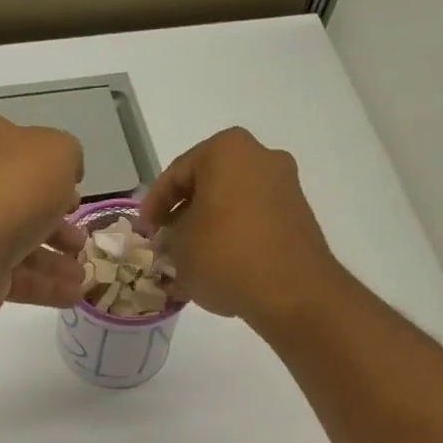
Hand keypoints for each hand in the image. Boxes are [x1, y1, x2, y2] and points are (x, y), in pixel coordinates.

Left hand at [0, 109, 86, 316]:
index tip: (76, 194)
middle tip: (80, 241)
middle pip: (18, 202)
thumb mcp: (56, 153)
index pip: (17, 149)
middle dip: (56, 224)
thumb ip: (68, 156)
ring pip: (17, 243)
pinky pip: (12, 277)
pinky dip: (43, 286)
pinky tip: (73, 295)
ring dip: (54, 260)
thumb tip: (66, 175)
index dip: (50, 171)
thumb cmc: (10, 188)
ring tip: (81, 275)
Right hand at [140, 128, 343, 328]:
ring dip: (208, 229)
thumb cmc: (225, 257)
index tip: (145, 231)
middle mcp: (260, 157)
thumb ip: (169, 240)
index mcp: (226, 151)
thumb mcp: (180, 251)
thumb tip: (173, 243)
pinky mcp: (298, 216)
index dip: (154, 205)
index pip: (176, 174)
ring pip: (232, 204)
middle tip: (166, 243)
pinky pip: (254, 221)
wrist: (292, 291)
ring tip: (190, 262)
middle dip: (184, 215)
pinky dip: (233, 239)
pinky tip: (218, 269)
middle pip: (208, 186)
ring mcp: (284, 186)